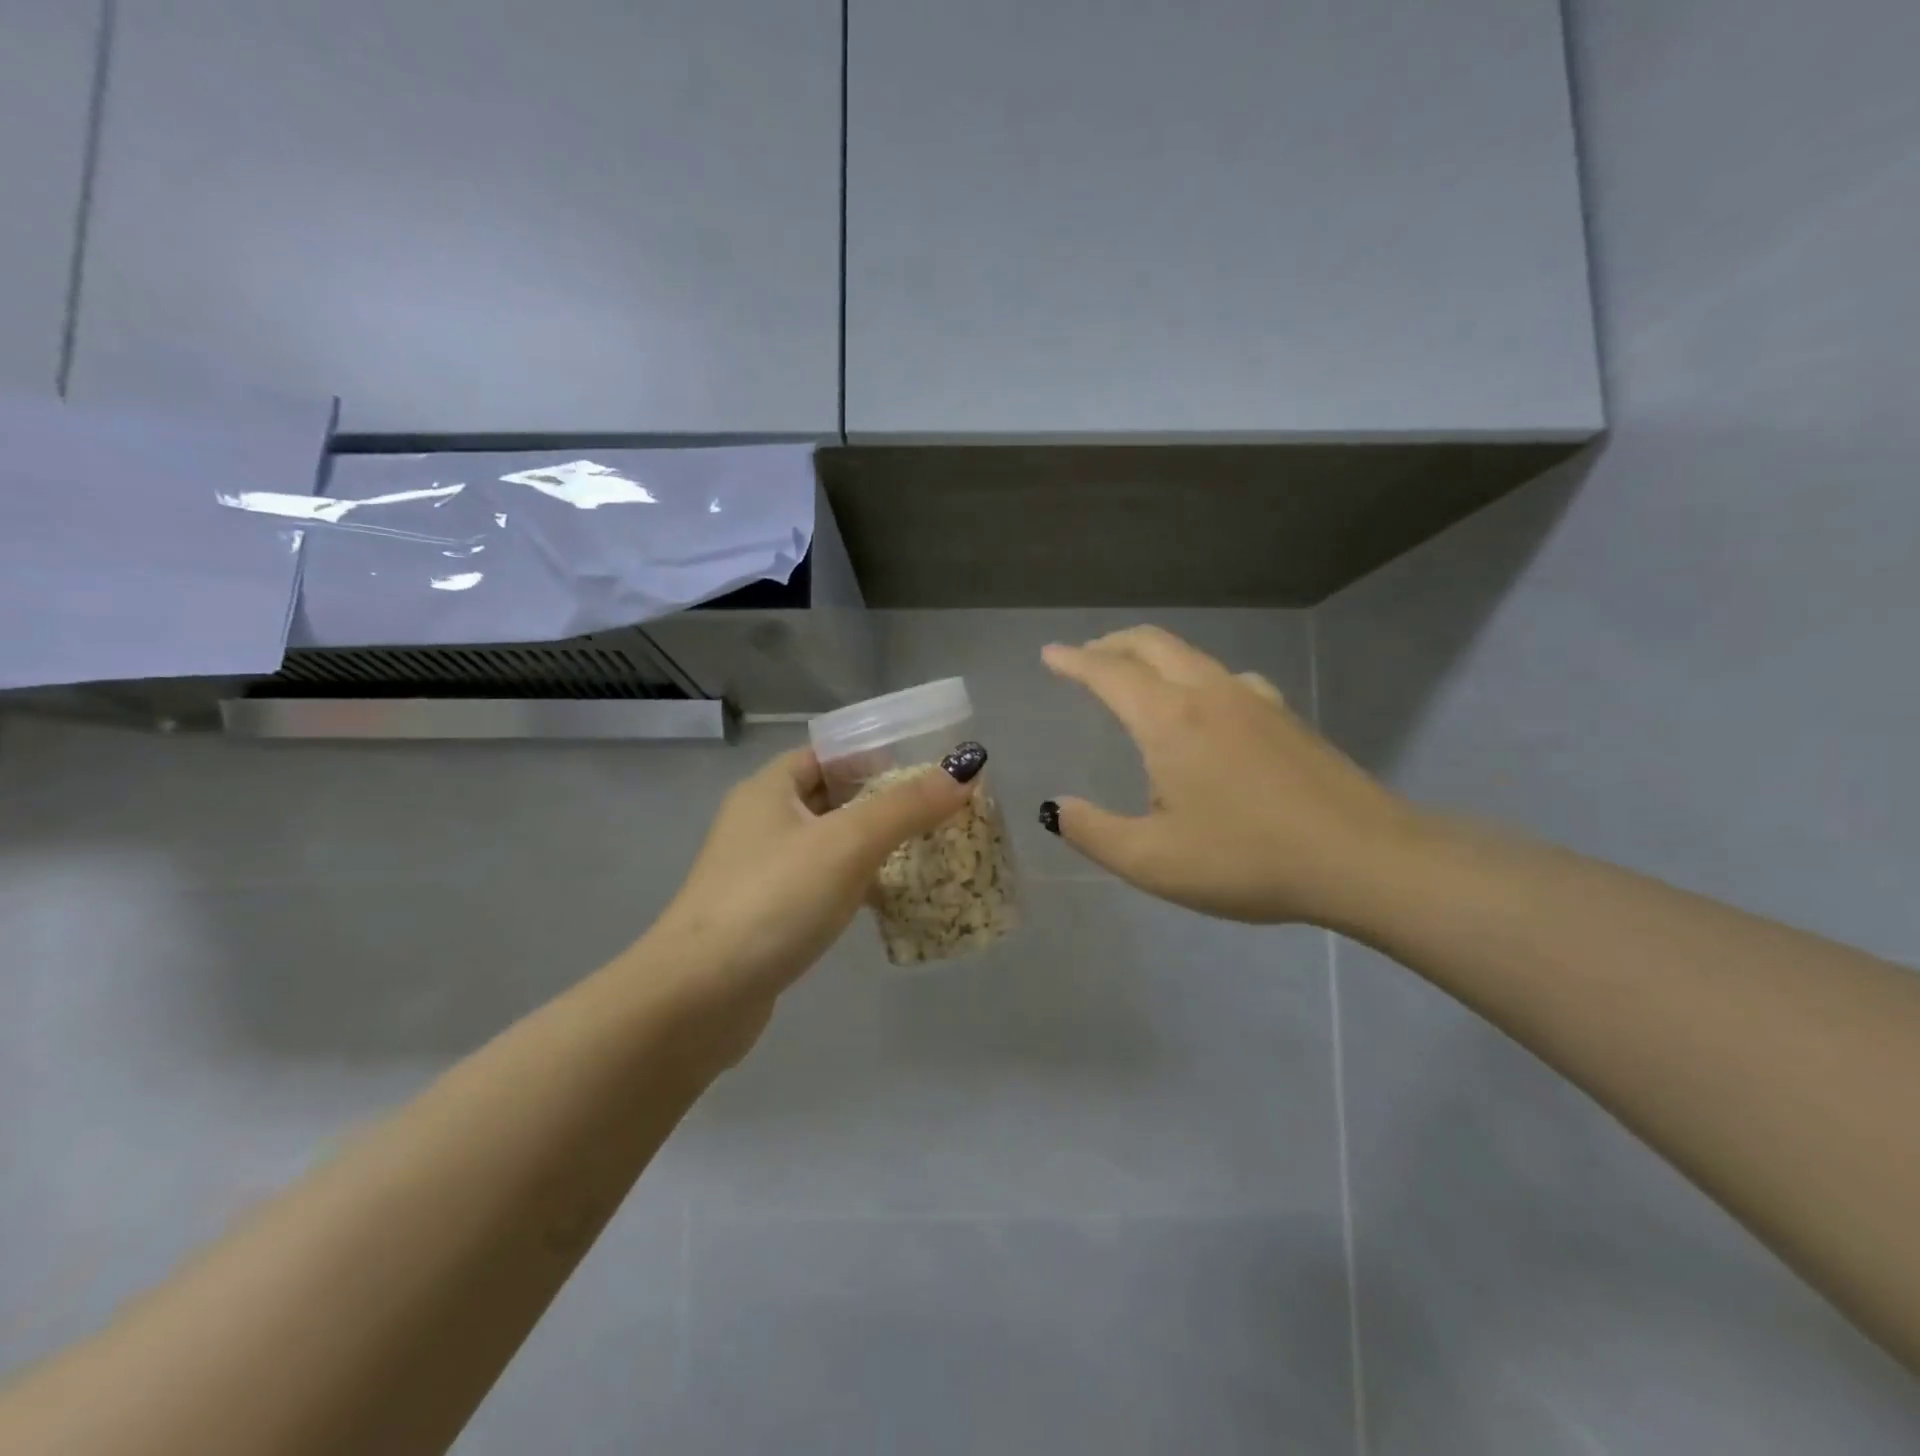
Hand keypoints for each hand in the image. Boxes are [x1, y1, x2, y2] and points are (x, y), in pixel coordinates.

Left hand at [634, 741, 982, 1051]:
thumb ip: (906, 806)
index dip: (877, 754)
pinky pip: (823, 885)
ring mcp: (762, 871)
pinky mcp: (768, 915)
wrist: (698, 998)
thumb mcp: (847, 844)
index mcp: (770, 789)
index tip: (928, 767)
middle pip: (834, 796)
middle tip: (940, 811)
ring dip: (874, 846)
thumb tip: (965, 768)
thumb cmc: (773, 900)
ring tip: (929, 851)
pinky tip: (891, 901)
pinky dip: (857, 885)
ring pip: (831, 844)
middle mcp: (762, 822)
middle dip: (885, 802)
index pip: (829, 752)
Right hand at [1041, 626, 1414, 925]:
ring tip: (1136, 678)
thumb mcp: (1152, 861)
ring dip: (1152, 656)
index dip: (1074, 661)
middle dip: (1112, 644)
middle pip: (1152, 644)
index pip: (1110, 673)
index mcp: (1169, 720)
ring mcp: (1254, 700)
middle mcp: (1209, 694)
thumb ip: (1093, 831)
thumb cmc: (1247, 859)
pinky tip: (1205, 708)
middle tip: (1086, 657)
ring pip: (1191, 656)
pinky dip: (1194, 676)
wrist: (1363, 857)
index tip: (1050, 655)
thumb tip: (1055, 807)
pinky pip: (1226, 677)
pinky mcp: (1285, 717)